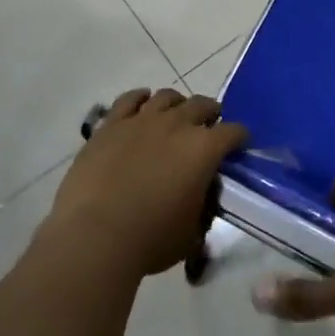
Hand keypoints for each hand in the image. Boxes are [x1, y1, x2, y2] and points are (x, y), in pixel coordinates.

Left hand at [45, 88, 248, 278]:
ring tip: (175, 116)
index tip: (239, 145)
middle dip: (211, 113)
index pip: (233, 132)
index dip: (239, 138)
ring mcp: (141, 120)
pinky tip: (143, 103)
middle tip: (209, 126)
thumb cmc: (151, 239)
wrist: (95, 235)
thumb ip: (202, 204)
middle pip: (202, 104)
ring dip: (177, 104)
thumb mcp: (192, 230)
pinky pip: (129, 99)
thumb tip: (202, 191)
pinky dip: (140, 98)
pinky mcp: (111, 124)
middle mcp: (176, 124)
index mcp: (204, 149)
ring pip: (166, 96)